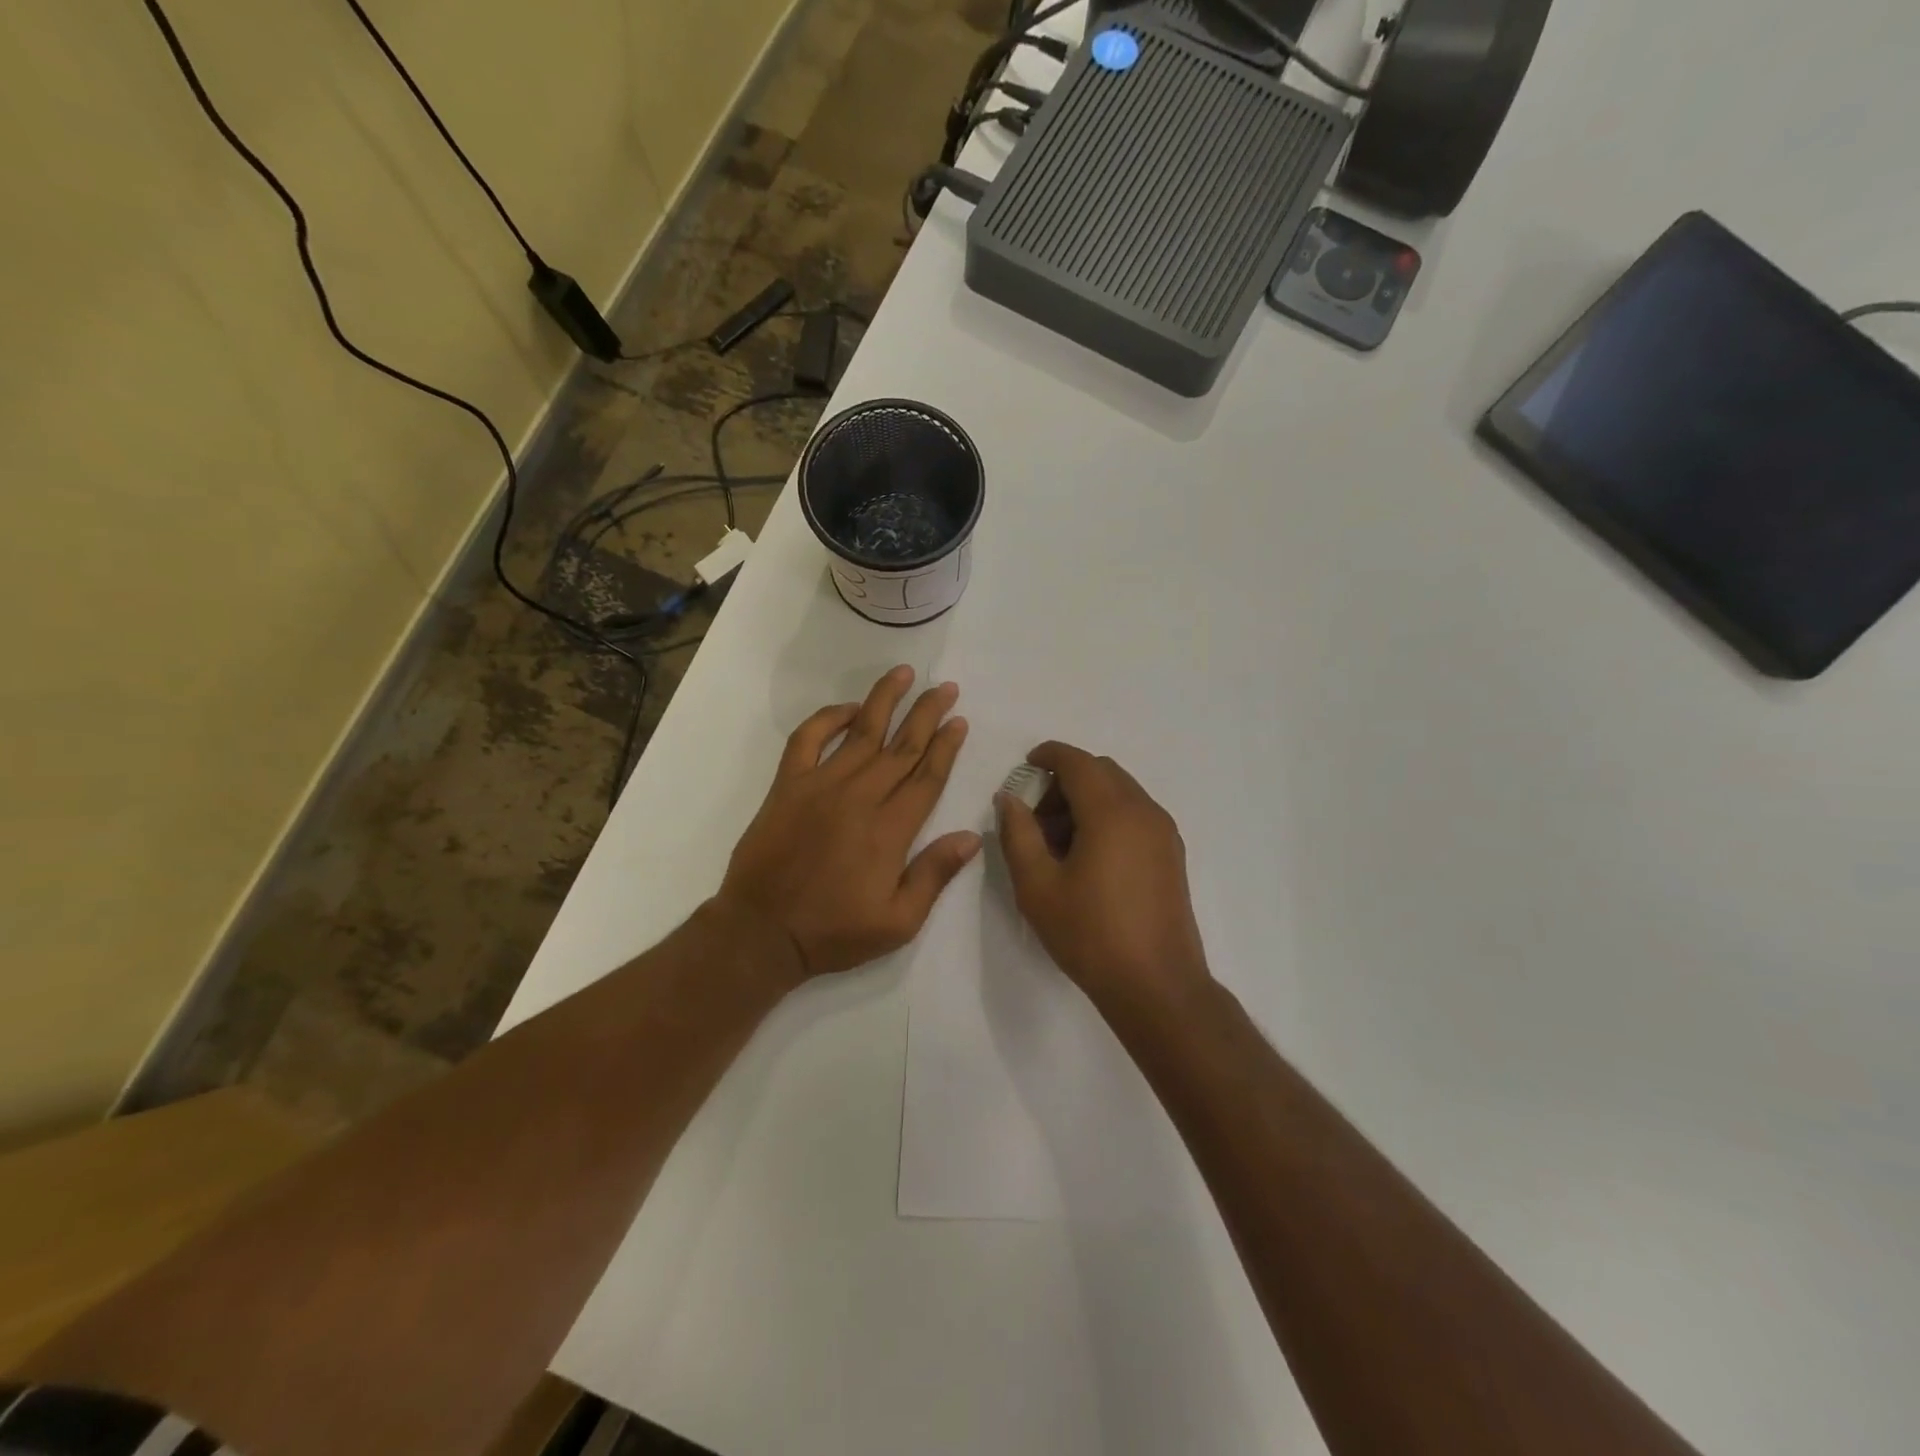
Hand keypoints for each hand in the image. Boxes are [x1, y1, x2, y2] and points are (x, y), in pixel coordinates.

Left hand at [717, 666, 979, 983]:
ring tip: (903, 674)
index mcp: (890, 830)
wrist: (762, 931)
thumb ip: (934, 875)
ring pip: (862, 733)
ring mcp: (821, 785)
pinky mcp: (788, 785)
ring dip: (885, 701)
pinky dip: (827, 718)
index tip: (959, 720)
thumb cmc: (833, 932)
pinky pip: (808, 739)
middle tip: (945, 687)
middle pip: (902, 746)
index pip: (927, 776)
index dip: (946, 746)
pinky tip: (848, 708)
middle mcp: (860, 797)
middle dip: (927, 713)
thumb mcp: (898, 922)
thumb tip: (972, 836)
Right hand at [996, 742, 1211, 1014]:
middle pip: (1102, 772)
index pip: (1078, 762)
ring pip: (1121, 793)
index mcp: (1112, 811)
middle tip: (1036, 815)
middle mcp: (1144, 811)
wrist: (1157, 986)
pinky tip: (1089, 857)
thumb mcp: (1037, 886)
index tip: (1026, 765)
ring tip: (1058, 842)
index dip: (1049, 755)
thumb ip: (1018, 834)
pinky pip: (1136, 815)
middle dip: (1066, 780)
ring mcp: (1164, 833)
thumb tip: (1010, 798)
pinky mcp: (1172, 855)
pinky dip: (1108, 816)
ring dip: (1087, 799)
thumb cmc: (1090, 934)